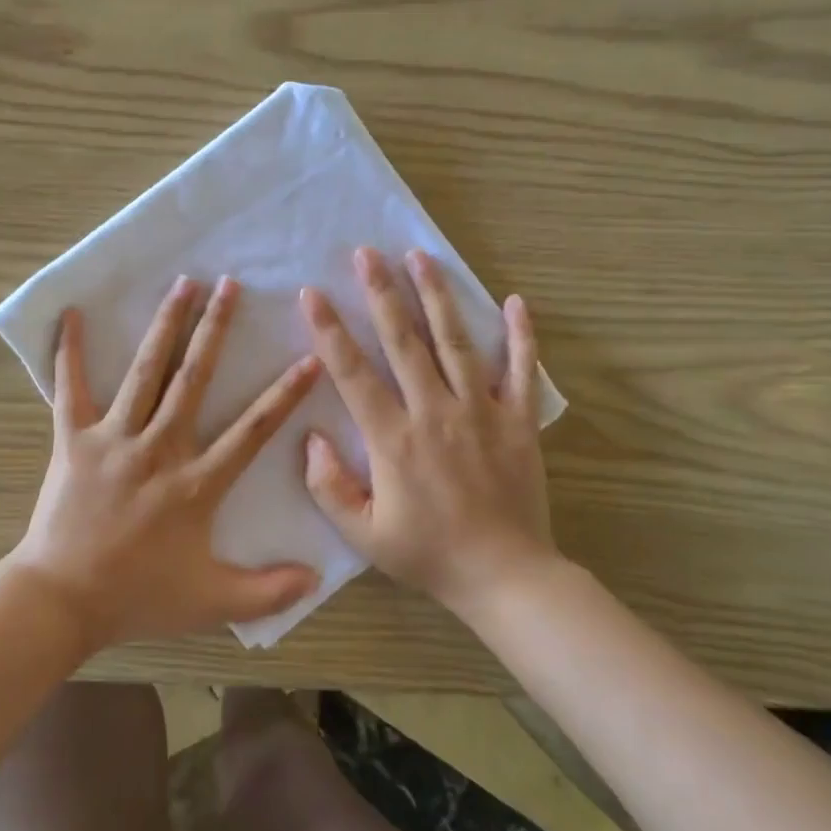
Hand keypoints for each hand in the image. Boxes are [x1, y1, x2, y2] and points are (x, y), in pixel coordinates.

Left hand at [10, 276, 322, 650]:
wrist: (62, 600)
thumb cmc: (138, 597)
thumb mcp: (212, 602)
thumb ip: (268, 590)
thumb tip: (318, 576)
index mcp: (196, 482)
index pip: (252, 430)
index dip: (284, 394)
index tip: (309, 358)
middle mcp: (159, 448)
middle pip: (194, 378)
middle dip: (215, 329)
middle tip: (231, 284)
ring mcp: (114, 439)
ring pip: (146, 371)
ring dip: (165, 325)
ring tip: (182, 284)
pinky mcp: (73, 440)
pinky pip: (70, 388)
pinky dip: (71, 351)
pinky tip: (73, 313)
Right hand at [299, 247, 563, 614]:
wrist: (505, 576)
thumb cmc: (428, 555)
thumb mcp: (363, 534)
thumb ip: (329, 486)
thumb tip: (308, 438)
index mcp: (394, 439)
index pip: (353, 373)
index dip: (330, 331)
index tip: (313, 295)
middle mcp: (436, 413)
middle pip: (404, 341)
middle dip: (381, 293)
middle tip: (367, 253)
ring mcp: (482, 412)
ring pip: (456, 342)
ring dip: (437, 297)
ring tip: (421, 257)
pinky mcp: (518, 421)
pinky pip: (522, 371)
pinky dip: (520, 336)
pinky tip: (515, 301)